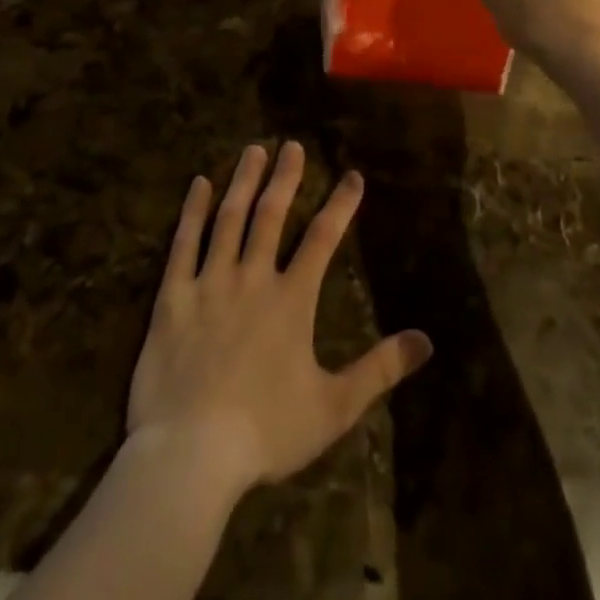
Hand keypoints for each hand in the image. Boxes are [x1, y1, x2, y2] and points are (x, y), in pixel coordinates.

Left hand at [127, 143, 432, 496]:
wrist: (191, 456)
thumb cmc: (266, 432)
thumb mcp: (334, 406)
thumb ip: (380, 369)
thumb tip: (427, 341)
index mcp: (291, 300)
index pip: (323, 238)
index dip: (341, 204)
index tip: (352, 175)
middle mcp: (252, 279)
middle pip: (271, 215)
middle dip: (285, 177)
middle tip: (291, 144)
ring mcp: (209, 284)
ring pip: (229, 219)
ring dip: (243, 182)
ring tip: (253, 150)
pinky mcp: (172, 298)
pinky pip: (183, 244)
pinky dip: (192, 212)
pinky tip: (199, 184)